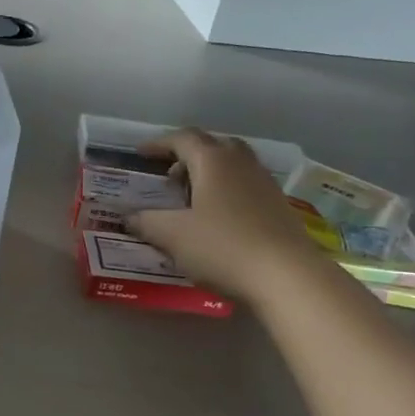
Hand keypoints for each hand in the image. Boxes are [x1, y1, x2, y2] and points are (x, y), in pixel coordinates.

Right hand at [130, 129, 320, 301]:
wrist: (286, 276)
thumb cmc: (222, 247)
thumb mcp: (172, 236)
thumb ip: (146, 222)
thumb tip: (128, 217)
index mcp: (213, 161)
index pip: (182, 139)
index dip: (158, 144)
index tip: (140, 154)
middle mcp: (242, 163)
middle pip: (213, 145)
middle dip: (188, 154)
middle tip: (169, 176)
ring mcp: (265, 183)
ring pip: (233, 164)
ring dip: (209, 172)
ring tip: (192, 197)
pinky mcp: (279, 206)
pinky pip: (246, 185)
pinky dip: (226, 190)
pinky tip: (218, 218)